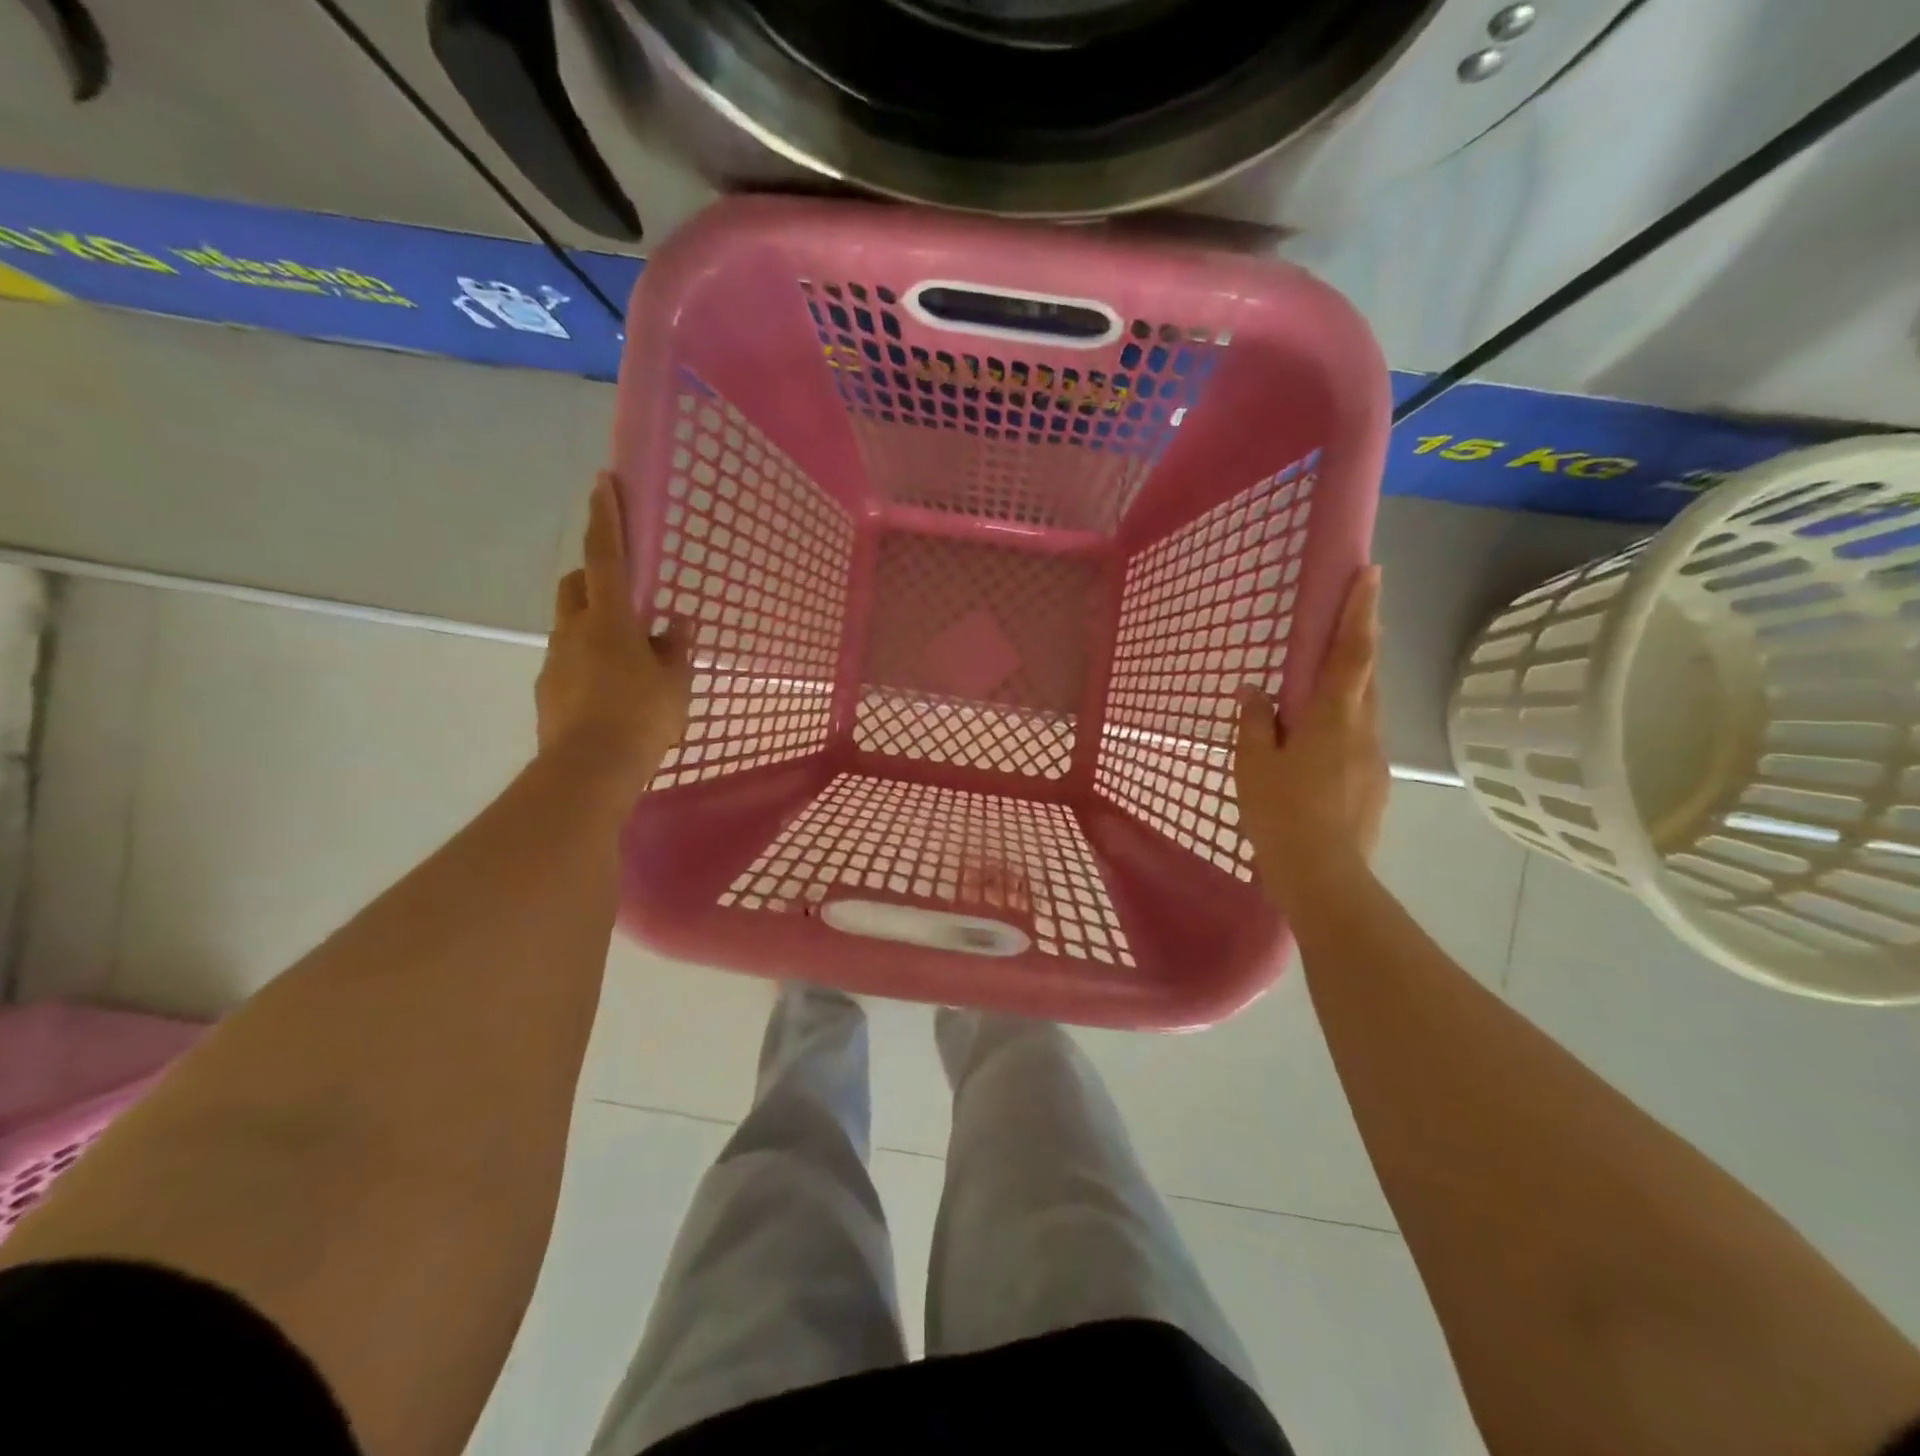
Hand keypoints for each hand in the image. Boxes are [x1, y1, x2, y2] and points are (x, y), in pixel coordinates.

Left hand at [536, 472, 690, 794]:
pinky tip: (611, 695)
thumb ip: (676, 649)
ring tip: (628, 662)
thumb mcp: (674, 684)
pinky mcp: (548, 691)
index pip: (607, 557)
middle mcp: (575, 632)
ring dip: (595, 627)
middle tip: (625, 598)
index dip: (606, 518)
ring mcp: (555, 661)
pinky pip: (569, 662)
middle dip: (594, 577)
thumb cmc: (642, 719)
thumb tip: (677, 623)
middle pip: (576, 585)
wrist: (589, 771)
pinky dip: (588, 663)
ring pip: (571, 626)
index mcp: (611, 622)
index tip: (602, 481)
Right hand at [1234, 566, 1387, 908]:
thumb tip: (1254, 690)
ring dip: (1349, 687)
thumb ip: (1255, 721)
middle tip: (1346, 620)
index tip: (1371, 573)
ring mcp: (1375, 757)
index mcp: (1332, 716)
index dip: (1360, 611)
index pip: (1351, 652)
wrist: (1323, 876)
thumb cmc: (1281, 812)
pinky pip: (1360, 739)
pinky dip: (1343, 727)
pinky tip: (1318, 750)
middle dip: (1359, 641)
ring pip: (1365, 708)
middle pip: (1366, 674)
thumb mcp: (1253, 763)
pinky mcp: (1376, 784)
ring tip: (1320, 692)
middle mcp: (1363, 728)